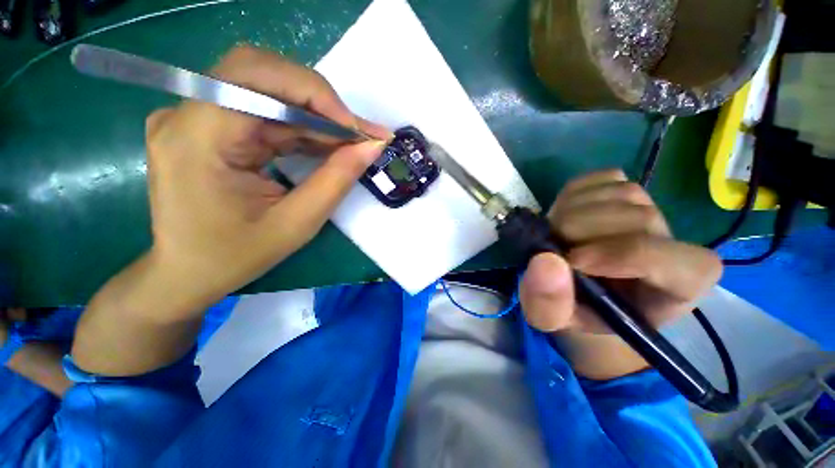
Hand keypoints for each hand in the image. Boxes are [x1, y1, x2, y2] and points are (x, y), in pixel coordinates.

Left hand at [145, 45, 389, 307]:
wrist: (186, 273)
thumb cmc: (235, 257)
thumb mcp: (296, 224)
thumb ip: (336, 180)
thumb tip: (371, 147)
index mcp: (197, 138)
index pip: (256, 77)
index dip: (316, 95)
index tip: (357, 129)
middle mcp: (186, 115)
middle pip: (261, 74)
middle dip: (319, 102)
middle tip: (357, 134)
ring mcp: (193, 118)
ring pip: (267, 92)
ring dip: (315, 116)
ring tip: (350, 142)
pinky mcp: (206, 127)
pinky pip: (262, 113)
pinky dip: (300, 126)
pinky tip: (324, 146)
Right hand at [518, 170, 721, 379]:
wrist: (580, 289)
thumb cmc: (574, 310)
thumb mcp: (552, 320)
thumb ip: (549, 304)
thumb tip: (546, 261)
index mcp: (674, 289)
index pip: (675, 262)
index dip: (620, 255)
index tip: (572, 262)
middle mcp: (673, 244)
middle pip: (639, 218)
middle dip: (580, 230)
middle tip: (551, 246)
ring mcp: (652, 210)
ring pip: (620, 193)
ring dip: (573, 211)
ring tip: (557, 234)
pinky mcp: (626, 191)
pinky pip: (604, 178)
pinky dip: (575, 193)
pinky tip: (566, 214)